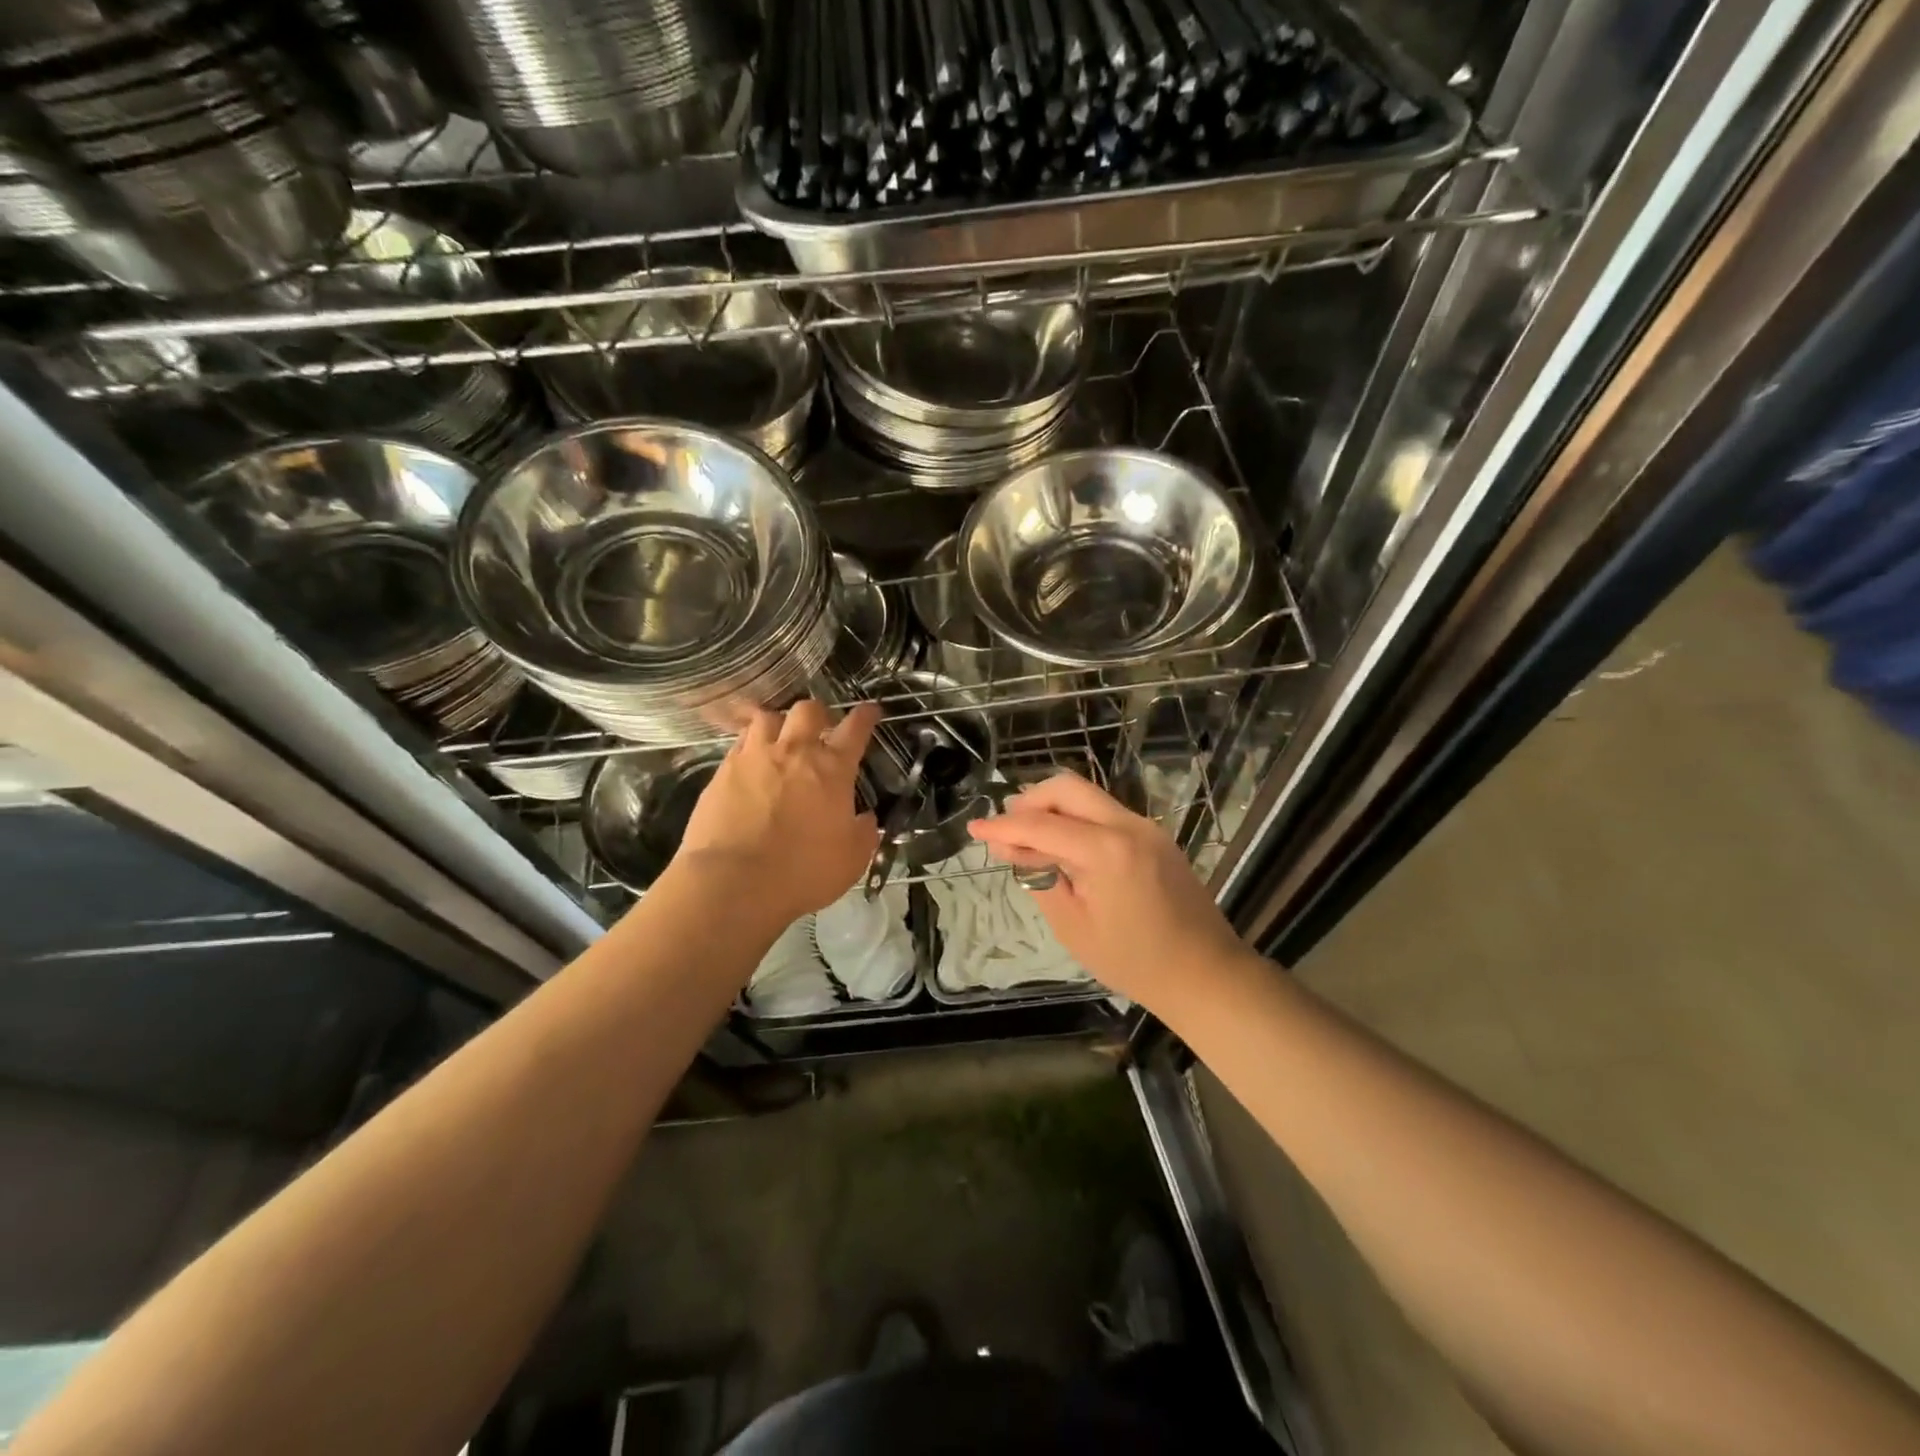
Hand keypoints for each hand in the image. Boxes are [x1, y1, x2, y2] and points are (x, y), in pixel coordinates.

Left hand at [673, 700, 880, 924]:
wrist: (734, 882)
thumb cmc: (803, 872)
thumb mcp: (852, 860)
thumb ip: (864, 833)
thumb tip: (865, 818)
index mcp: (832, 769)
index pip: (855, 729)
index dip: (865, 716)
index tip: (870, 711)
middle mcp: (794, 752)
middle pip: (808, 711)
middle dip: (818, 715)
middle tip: (820, 730)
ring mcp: (754, 757)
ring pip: (767, 718)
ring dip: (779, 724)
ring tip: (780, 739)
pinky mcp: (722, 771)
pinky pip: (739, 743)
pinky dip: (750, 745)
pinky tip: (751, 762)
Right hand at [967, 771, 1244, 1010]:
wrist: (1205, 974)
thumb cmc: (1134, 961)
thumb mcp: (1074, 926)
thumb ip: (1041, 878)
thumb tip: (1014, 849)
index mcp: (1106, 850)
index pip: (1042, 825)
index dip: (1003, 827)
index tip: (974, 827)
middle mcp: (1128, 825)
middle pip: (1068, 788)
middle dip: (1030, 801)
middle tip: (1005, 827)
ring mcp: (1146, 827)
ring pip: (1088, 797)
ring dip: (1054, 808)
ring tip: (1028, 837)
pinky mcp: (1155, 837)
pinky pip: (1106, 813)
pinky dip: (1077, 820)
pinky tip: (1063, 846)